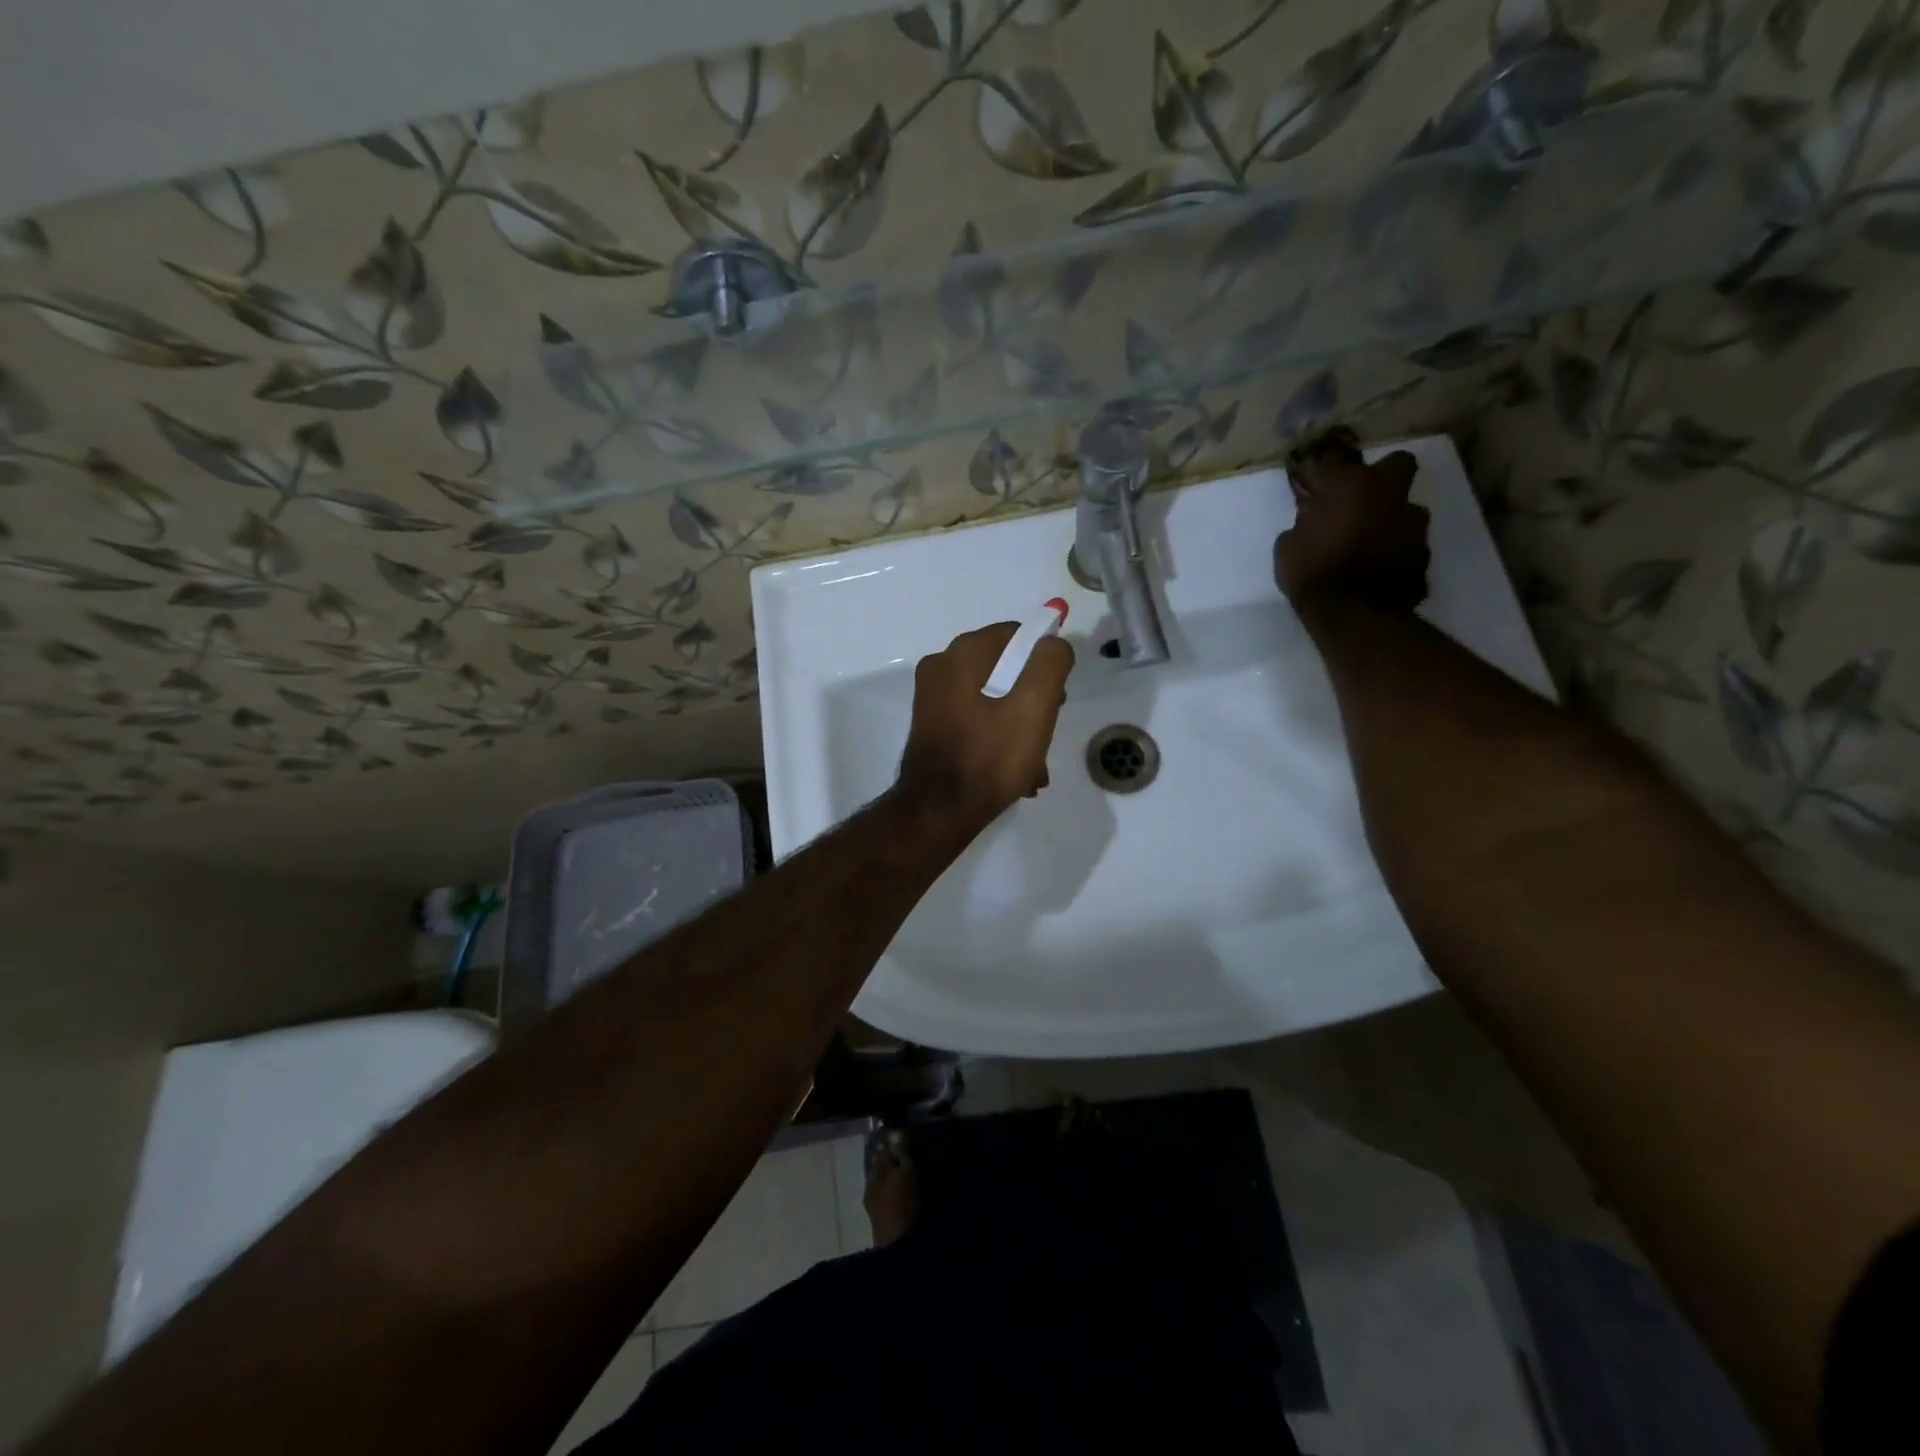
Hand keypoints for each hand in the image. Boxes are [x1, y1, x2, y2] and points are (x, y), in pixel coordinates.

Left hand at [898, 622, 1073, 829]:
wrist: (938, 813)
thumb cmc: (989, 757)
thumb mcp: (1034, 707)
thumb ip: (1050, 663)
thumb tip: (1053, 642)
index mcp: (961, 654)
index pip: (1017, 635)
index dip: (1043, 663)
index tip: (1056, 699)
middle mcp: (940, 667)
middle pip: (1004, 668)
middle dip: (1032, 699)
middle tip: (1045, 733)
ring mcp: (932, 699)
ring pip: (992, 698)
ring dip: (1018, 726)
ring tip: (1034, 764)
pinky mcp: (931, 726)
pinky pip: (975, 720)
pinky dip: (997, 738)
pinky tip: (1015, 772)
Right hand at [1274, 429, 1430, 613]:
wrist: (1351, 613)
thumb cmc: (1311, 572)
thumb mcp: (1287, 547)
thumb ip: (1303, 526)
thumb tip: (1311, 522)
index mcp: (1350, 485)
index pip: (1336, 460)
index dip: (1327, 472)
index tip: (1318, 485)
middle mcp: (1388, 494)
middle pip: (1398, 465)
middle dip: (1384, 478)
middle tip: (1364, 501)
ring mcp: (1412, 523)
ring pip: (1407, 510)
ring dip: (1391, 521)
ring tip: (1371, 545)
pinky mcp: (1425, 553)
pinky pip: (1408, 546)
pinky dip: (1397, 554)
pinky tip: (1380, 571)